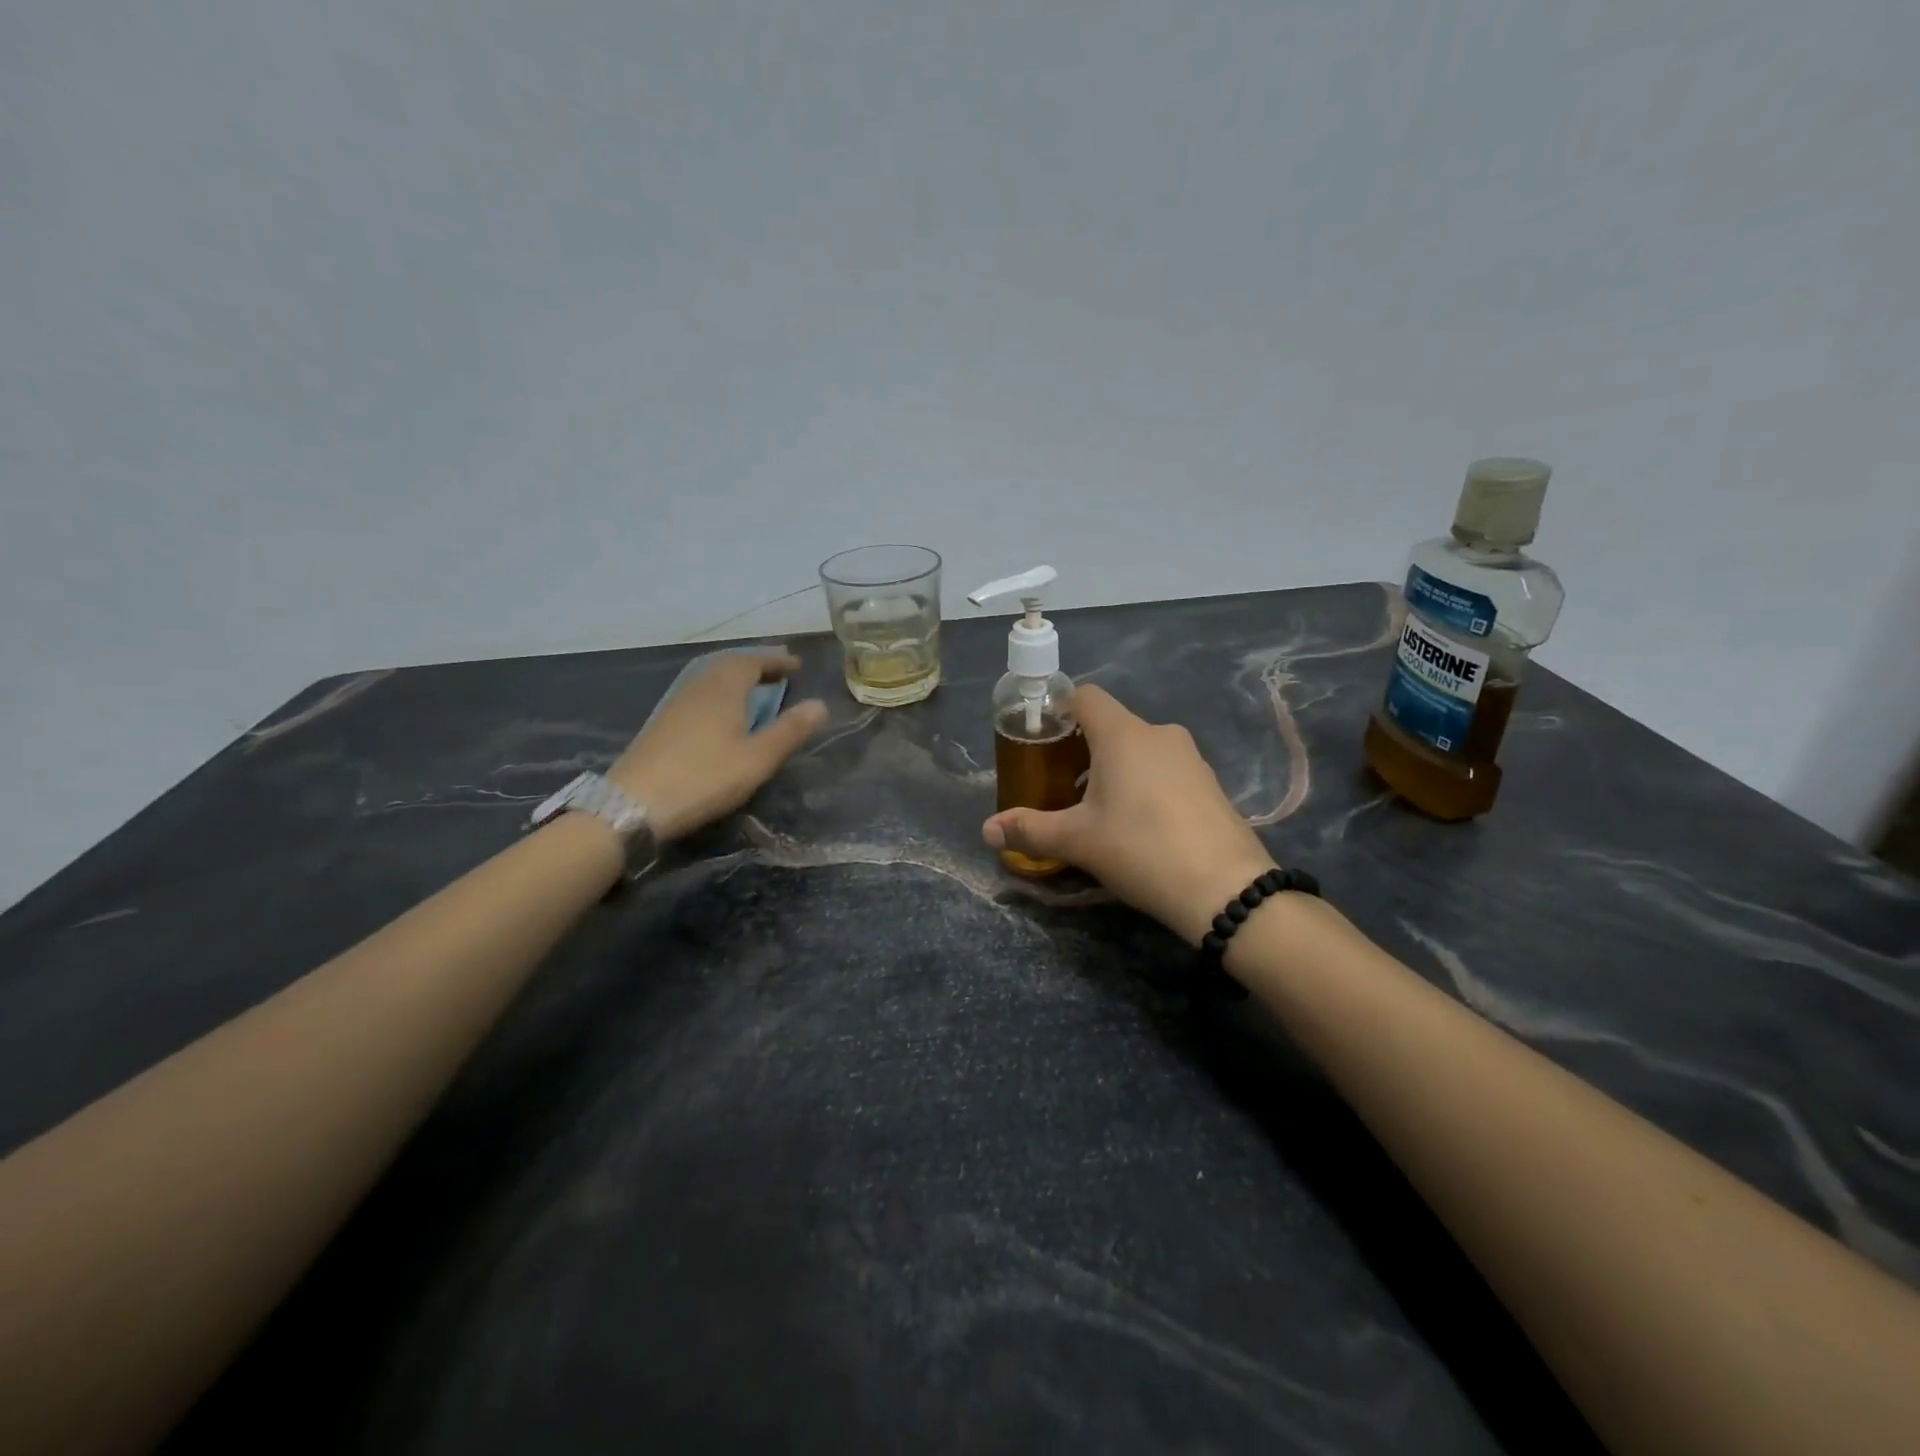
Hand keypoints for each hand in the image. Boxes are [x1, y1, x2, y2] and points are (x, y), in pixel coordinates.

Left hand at [609, 650, 827, 841]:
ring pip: (711, 678)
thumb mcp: (757, 758)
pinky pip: (700, 693)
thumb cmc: (704, 778)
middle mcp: (698, 687)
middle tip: (779, 672)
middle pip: (729, 664)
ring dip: (736, 678)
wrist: (633, 804)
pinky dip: (720, 692)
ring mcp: (676, 704)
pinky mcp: (663, 724)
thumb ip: (790, 730)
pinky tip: (724, 713)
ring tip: (756, 689)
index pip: (753, 661)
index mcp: (723, 688)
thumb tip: (821, 704)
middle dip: (756, 665)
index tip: (797, 665)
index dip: (776, 660)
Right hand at [982, 684, 1279, 943]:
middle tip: (1060, 785)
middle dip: (1081, 749)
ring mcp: (1191, 758)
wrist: (1225, 889)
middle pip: (1111, 725)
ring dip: (1113, 768)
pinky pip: (1165, 769)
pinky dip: (1144, 783)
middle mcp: (1159, 734)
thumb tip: (987, 830)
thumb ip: (1029, 829)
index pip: (1085, 696)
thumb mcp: (1077, 841)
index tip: (1042, 739)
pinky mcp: (1210, 783)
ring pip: (1140, 749)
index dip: (1059, 709)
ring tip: (1097, 810)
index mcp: (1123, 735)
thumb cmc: (1140, 849)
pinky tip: (1138, 825)